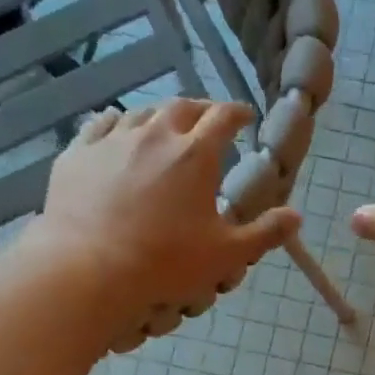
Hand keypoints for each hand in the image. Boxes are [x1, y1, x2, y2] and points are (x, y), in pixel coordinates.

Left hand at [37, 98, 300, 325]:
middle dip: (200, 110)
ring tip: (165, 128)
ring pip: (141, 113)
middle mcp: (155, 134)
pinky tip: (117, 129)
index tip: (245, 117)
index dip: (238, 113)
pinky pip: (100, 125)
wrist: (89, 268)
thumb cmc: (165, 263)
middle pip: (182, 107)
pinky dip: (116, 124)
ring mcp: (112, 140)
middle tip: (207, 122)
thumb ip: (265, 233)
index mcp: (195, 153)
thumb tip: (296, 216)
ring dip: (159, 116)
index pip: (223, 116)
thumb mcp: (226, 255)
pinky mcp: (78, 153)